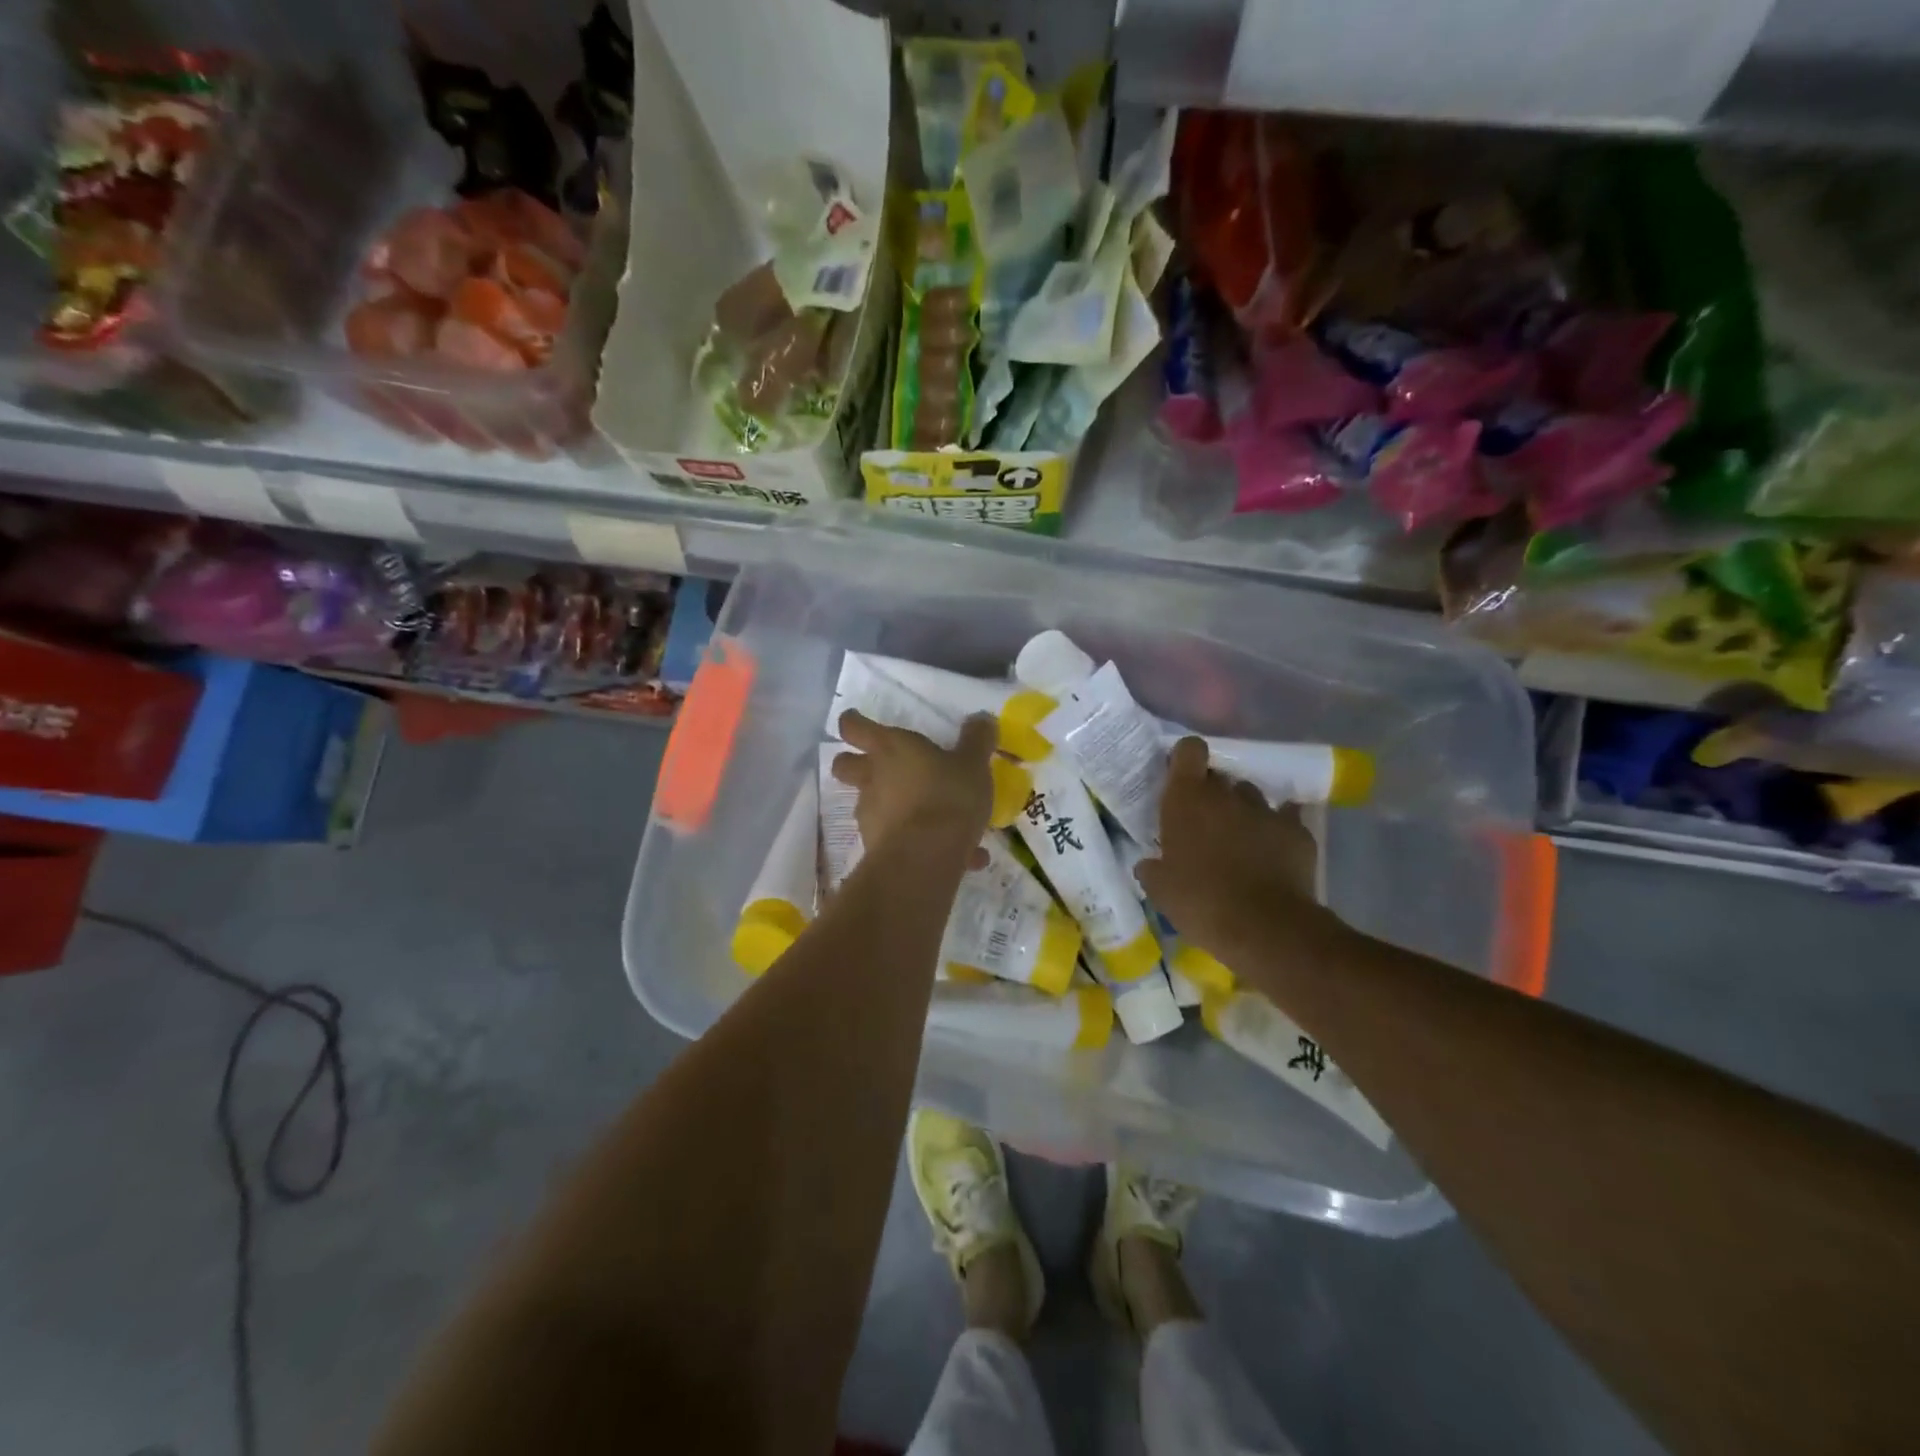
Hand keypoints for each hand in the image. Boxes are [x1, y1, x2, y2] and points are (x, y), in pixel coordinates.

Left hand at [832, 709, 995, 858]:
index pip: (854, 726)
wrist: (927, 857)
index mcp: (890, 748)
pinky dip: (922, 843)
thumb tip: (982, 718)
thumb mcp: (973, 764)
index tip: (856, 721)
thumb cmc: (947, 796)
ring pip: (870, 805)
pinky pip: (901, 839)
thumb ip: (976, 740)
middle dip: (853, 765)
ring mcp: (870, 815)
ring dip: (895, 808)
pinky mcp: (877, 848)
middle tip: (879, 768)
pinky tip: (961, 856)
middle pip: (844, 766)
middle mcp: (872, 778)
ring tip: (940, 822)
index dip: (853, 722)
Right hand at [1136, 737, 1338, 963]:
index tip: (1181, 779)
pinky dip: (1277, 829)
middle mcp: (1226, 794)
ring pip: (1251, 796)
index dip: (1186, 759)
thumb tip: (1148, 864)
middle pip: (1219, 776)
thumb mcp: (1160, 890)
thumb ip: (1152, 868)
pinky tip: (1273, 850)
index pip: (1189, 750)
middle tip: (1205, 822)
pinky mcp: (1297, 830)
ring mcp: (1265, 810)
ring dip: (1243, 811)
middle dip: (1212, 792)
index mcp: (1187, 799)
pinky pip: (1285, 818)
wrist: (1265, 927)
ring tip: (1240, 840)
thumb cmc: (1200, 902)